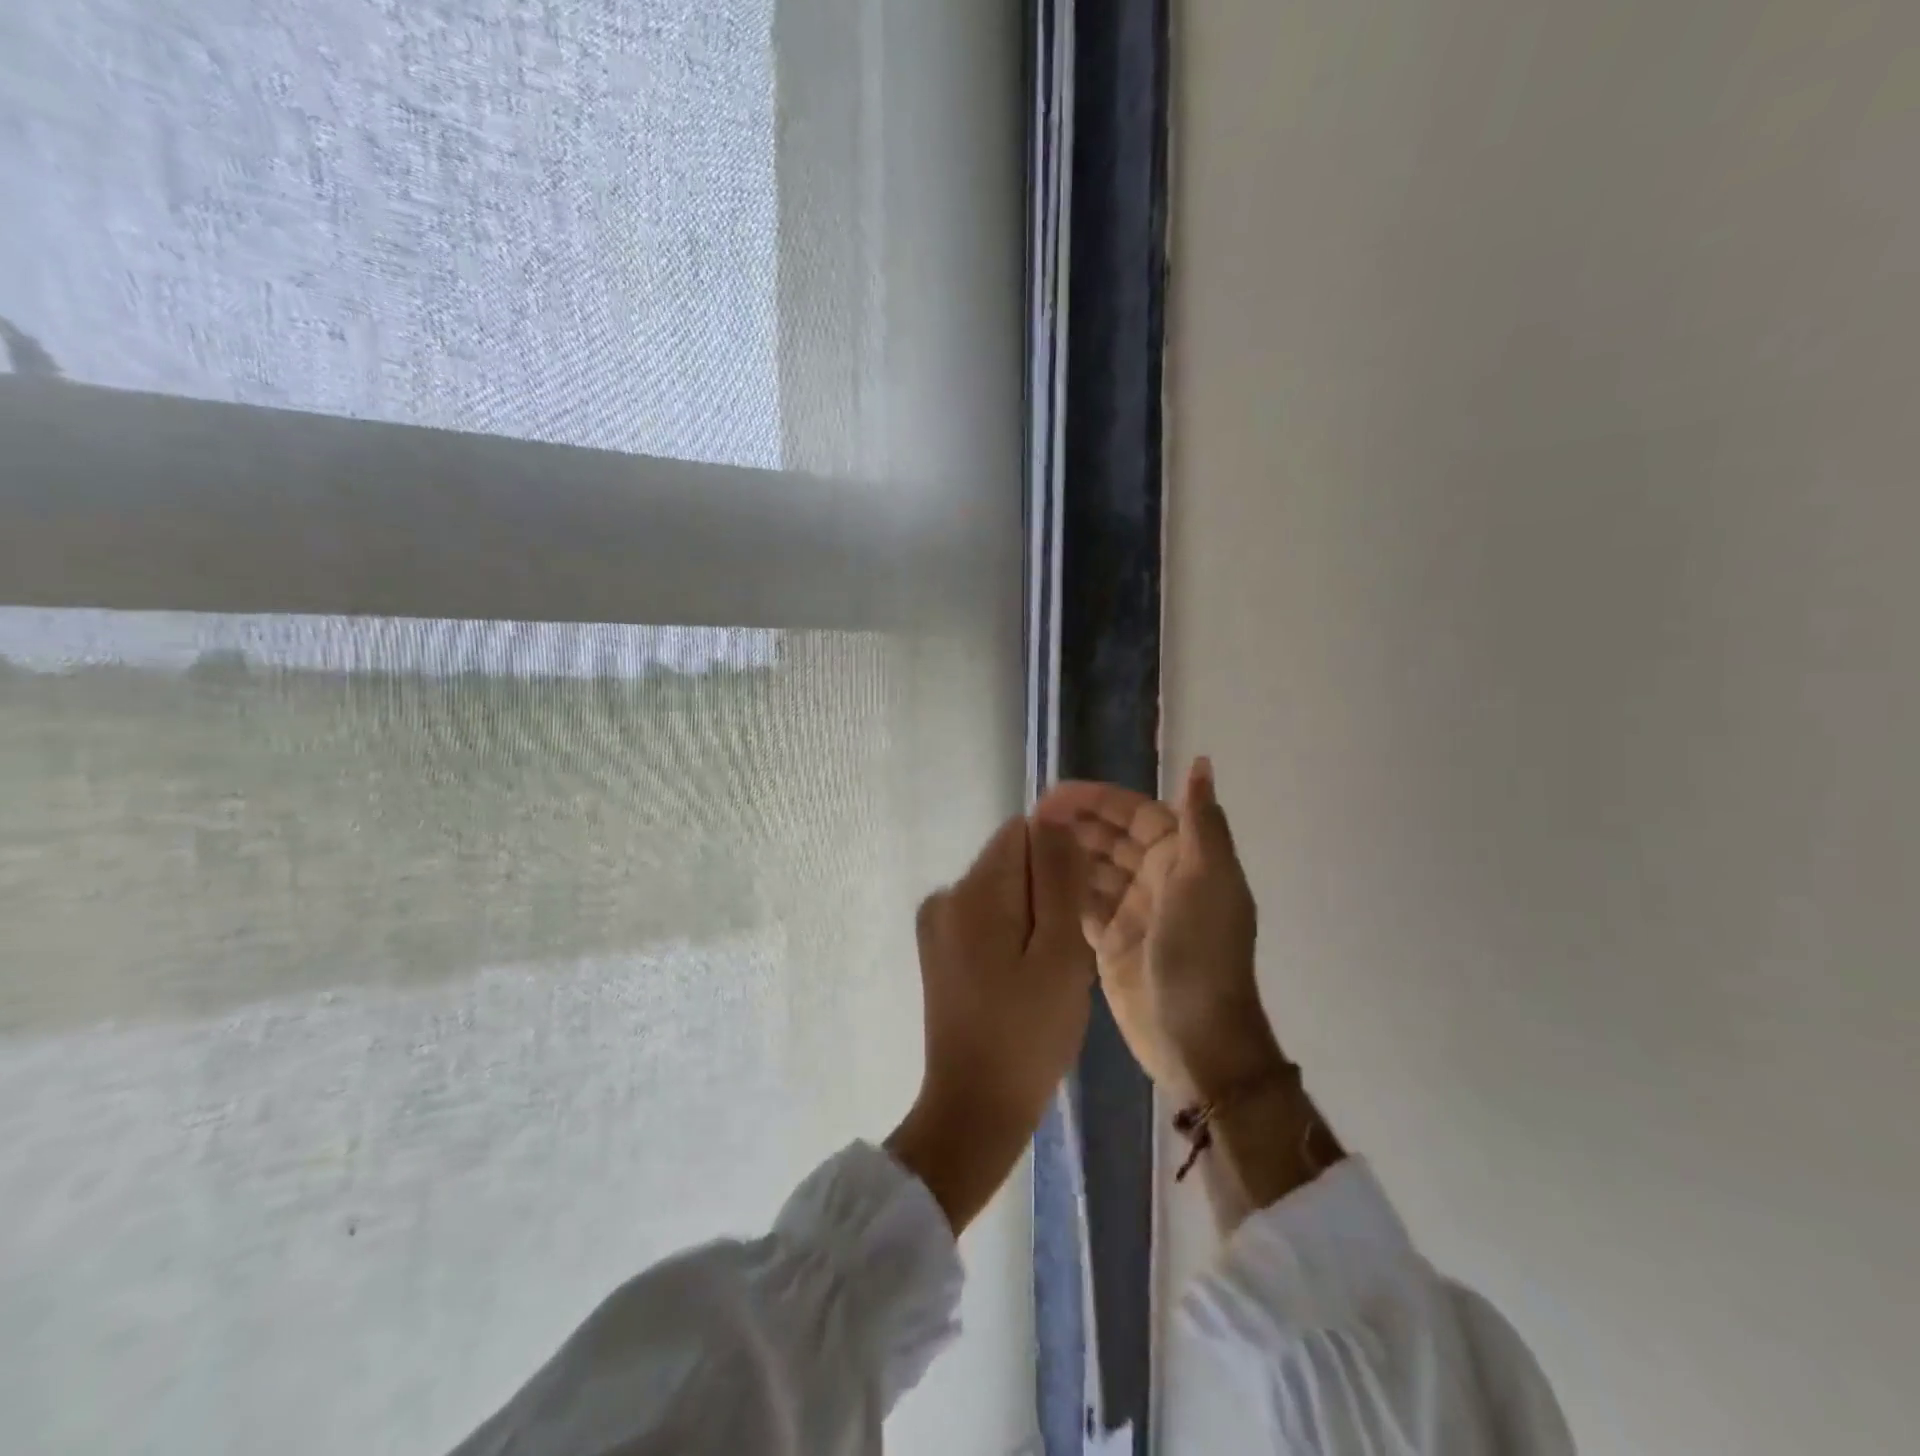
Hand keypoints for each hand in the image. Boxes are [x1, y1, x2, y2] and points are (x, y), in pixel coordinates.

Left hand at [887, 815, 1094, 1231]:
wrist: (975, 1109)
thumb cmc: (1028, 1034)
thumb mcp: (1060, 952)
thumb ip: (1059, 878)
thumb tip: (1054, 815)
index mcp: (972, 891)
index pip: (1023, 833)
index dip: (1059, 862)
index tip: (1077, 908)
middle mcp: (945, 895)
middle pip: (1012, 862)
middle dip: (1046, 892)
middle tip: (1064, 952)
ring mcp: (937, 925)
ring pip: (1003, 891)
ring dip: (1033, 916)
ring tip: (1047, 972)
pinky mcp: (939, 950)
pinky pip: (987, 918)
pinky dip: (1013, 935)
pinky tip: (1025, 980)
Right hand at [1036, 757, 1283, 1103]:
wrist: (1197, 1037)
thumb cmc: (1202, 951)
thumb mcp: (1208, 880)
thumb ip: (1201, 821)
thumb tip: (1202, 762)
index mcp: (1183, 859)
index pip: (1135, 814)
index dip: (1098, 800)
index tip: (1054, 794)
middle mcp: (1157, 879)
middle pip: (1110, 838)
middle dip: (1075, 823)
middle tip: (1029, 817)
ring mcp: (1131, 912)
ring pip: (1092, 869)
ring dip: (1065, 853)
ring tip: (1024, 843)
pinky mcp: (1108, 942)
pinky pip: (1081, 904)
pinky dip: (1061, 889)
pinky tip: (1032, 878)